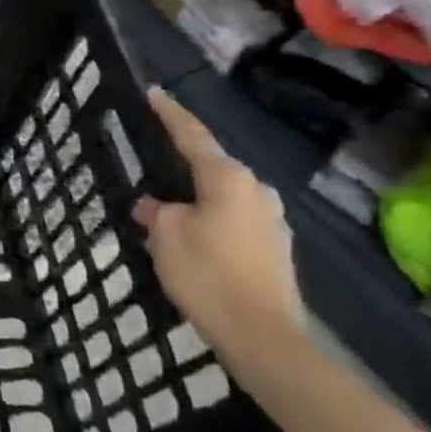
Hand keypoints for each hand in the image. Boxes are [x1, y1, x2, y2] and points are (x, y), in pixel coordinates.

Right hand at [134, 89, 306, 361]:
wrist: (264, 339)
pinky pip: (235, 220)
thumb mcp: (166, 235)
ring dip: (198, 196)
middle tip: (153, 159)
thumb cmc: (208, 273)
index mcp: (227, 177)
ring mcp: (272, 221)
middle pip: (212, 165)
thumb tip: (154, 206)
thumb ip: (157, 211)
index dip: (170, 113)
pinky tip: (194, 237)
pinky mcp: (276, 250)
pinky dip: (212, 220)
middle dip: (183, 163)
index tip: (153, 92)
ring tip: (168, 205)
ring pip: (224, 195)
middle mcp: (256, 190)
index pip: (192, 134)